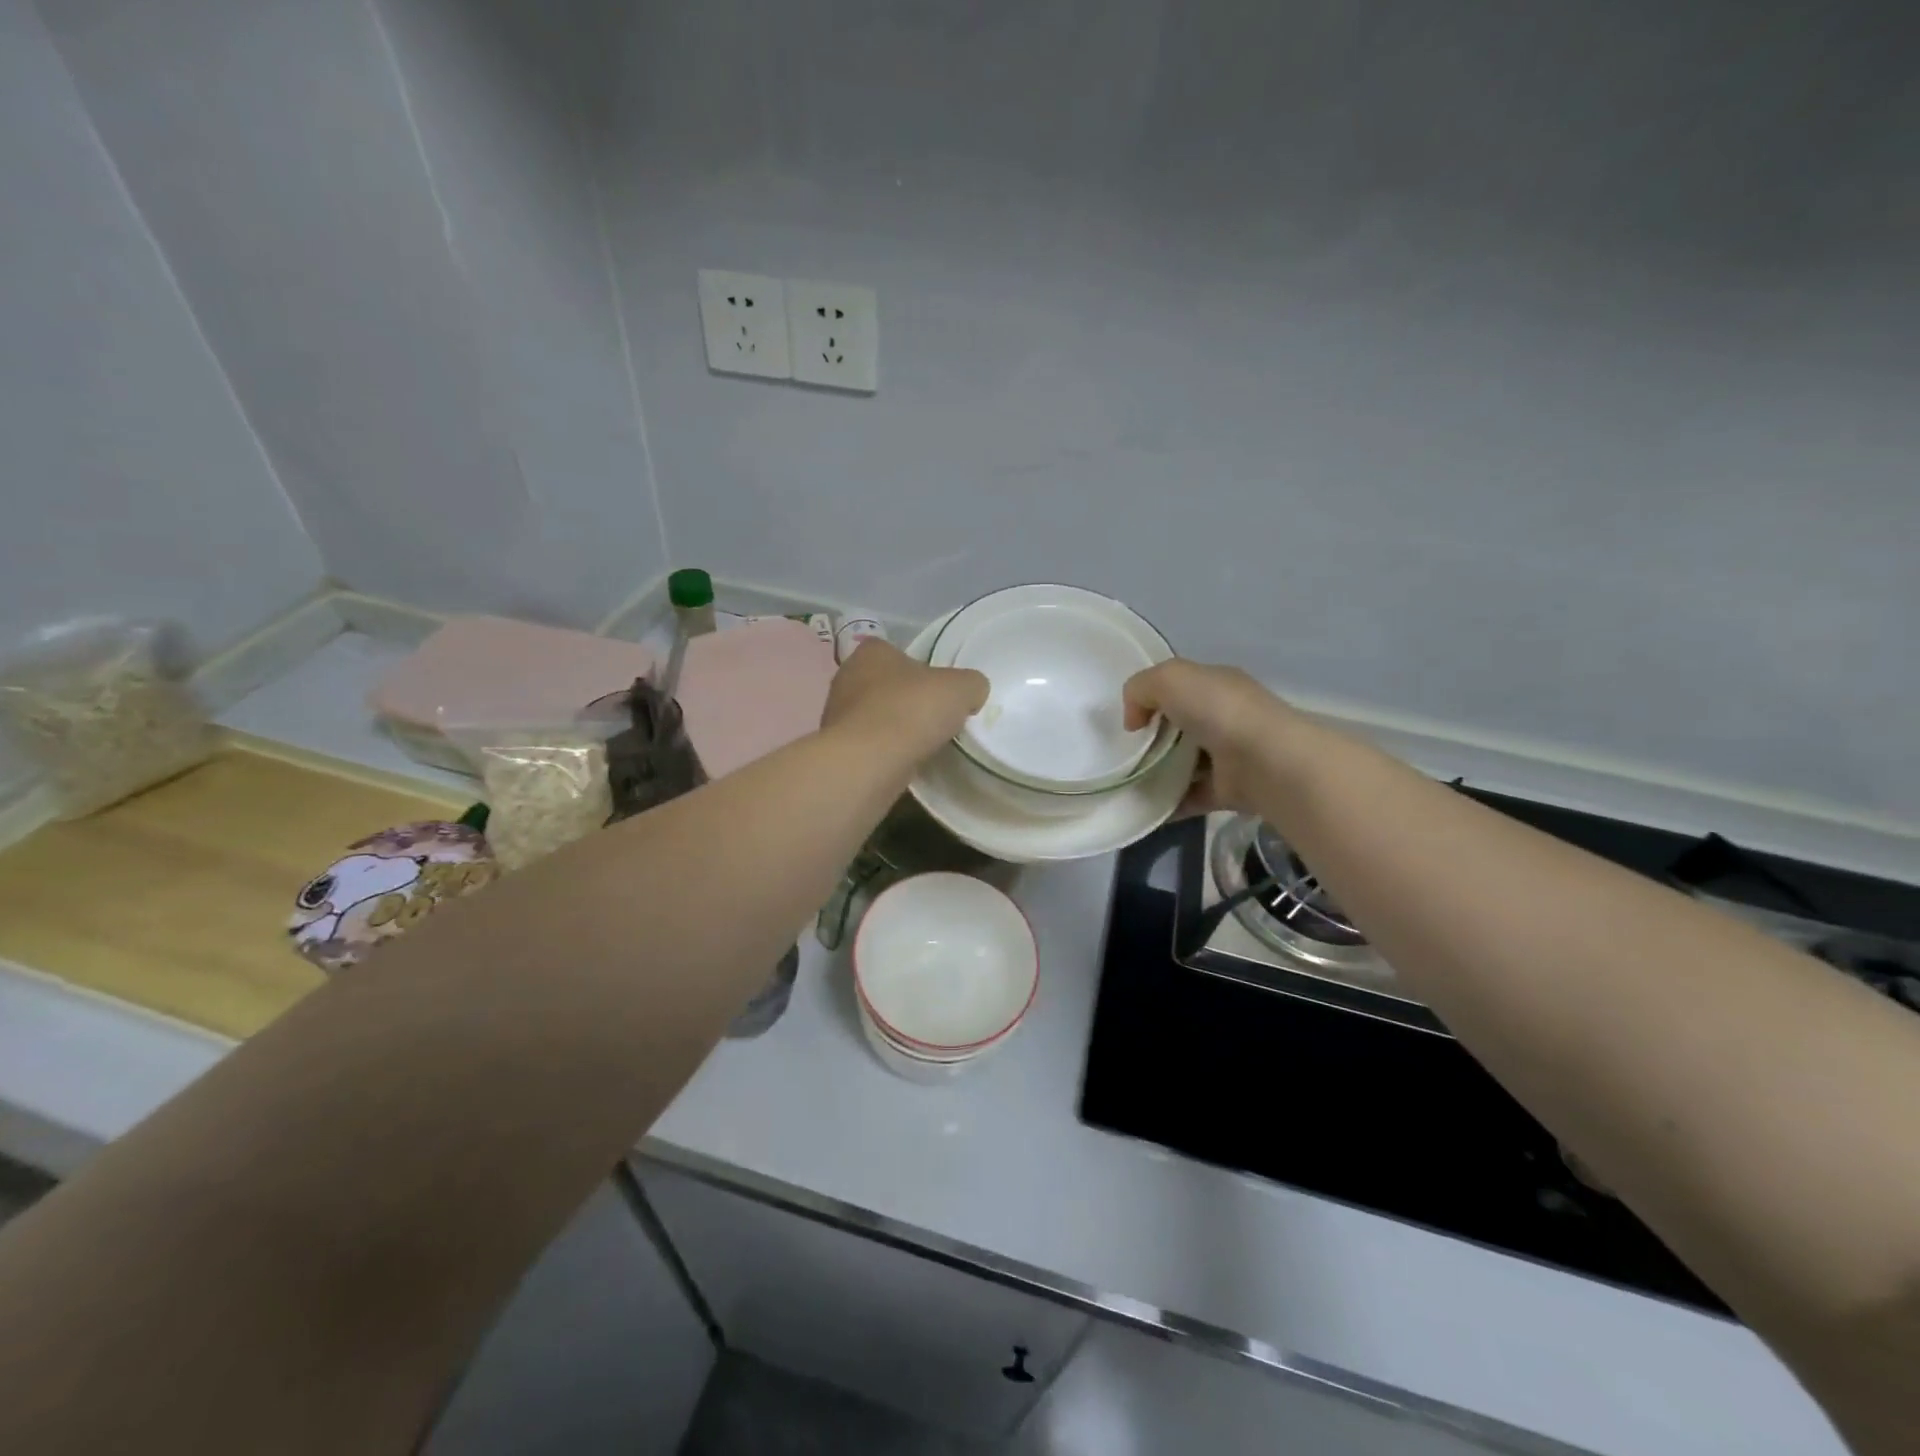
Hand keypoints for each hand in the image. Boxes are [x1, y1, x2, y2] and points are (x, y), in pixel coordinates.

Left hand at [822, 639, 988, 763]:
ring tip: (921, 745)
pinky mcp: (837, 748)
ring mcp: (836, 715)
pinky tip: (902, 763)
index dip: (919, 668)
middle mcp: (847, 677)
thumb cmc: (912, 710)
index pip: (895, 651)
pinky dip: (883, 752)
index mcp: (871, 652)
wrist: (870, 762)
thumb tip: (972, 692)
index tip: (938, 689)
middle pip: (884, 685)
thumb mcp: (961, 688)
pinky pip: (867, 745)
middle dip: (906, 700)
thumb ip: (970, 684)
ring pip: (873, 716)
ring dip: (893, 728)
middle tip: (933, 717)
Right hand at [1123, 659, 1304, 815]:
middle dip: (1152, 739)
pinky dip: (1168, 803)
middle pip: (1180, 726)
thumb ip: (1141, 689)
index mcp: (1217, 685)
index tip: (1131, 722)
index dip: (1152, 700)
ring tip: (1127, 783)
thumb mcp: (1169, 679)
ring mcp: (1229, 756)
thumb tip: (1134, 722)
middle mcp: (1225, 718)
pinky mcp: (1228, 790)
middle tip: (1123, 754)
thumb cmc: (1217, 711)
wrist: (1264, 761)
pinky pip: (1190, 796)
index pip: (1180, 688)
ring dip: (1158, 773)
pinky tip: (1143, 807)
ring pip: (1184, 763)